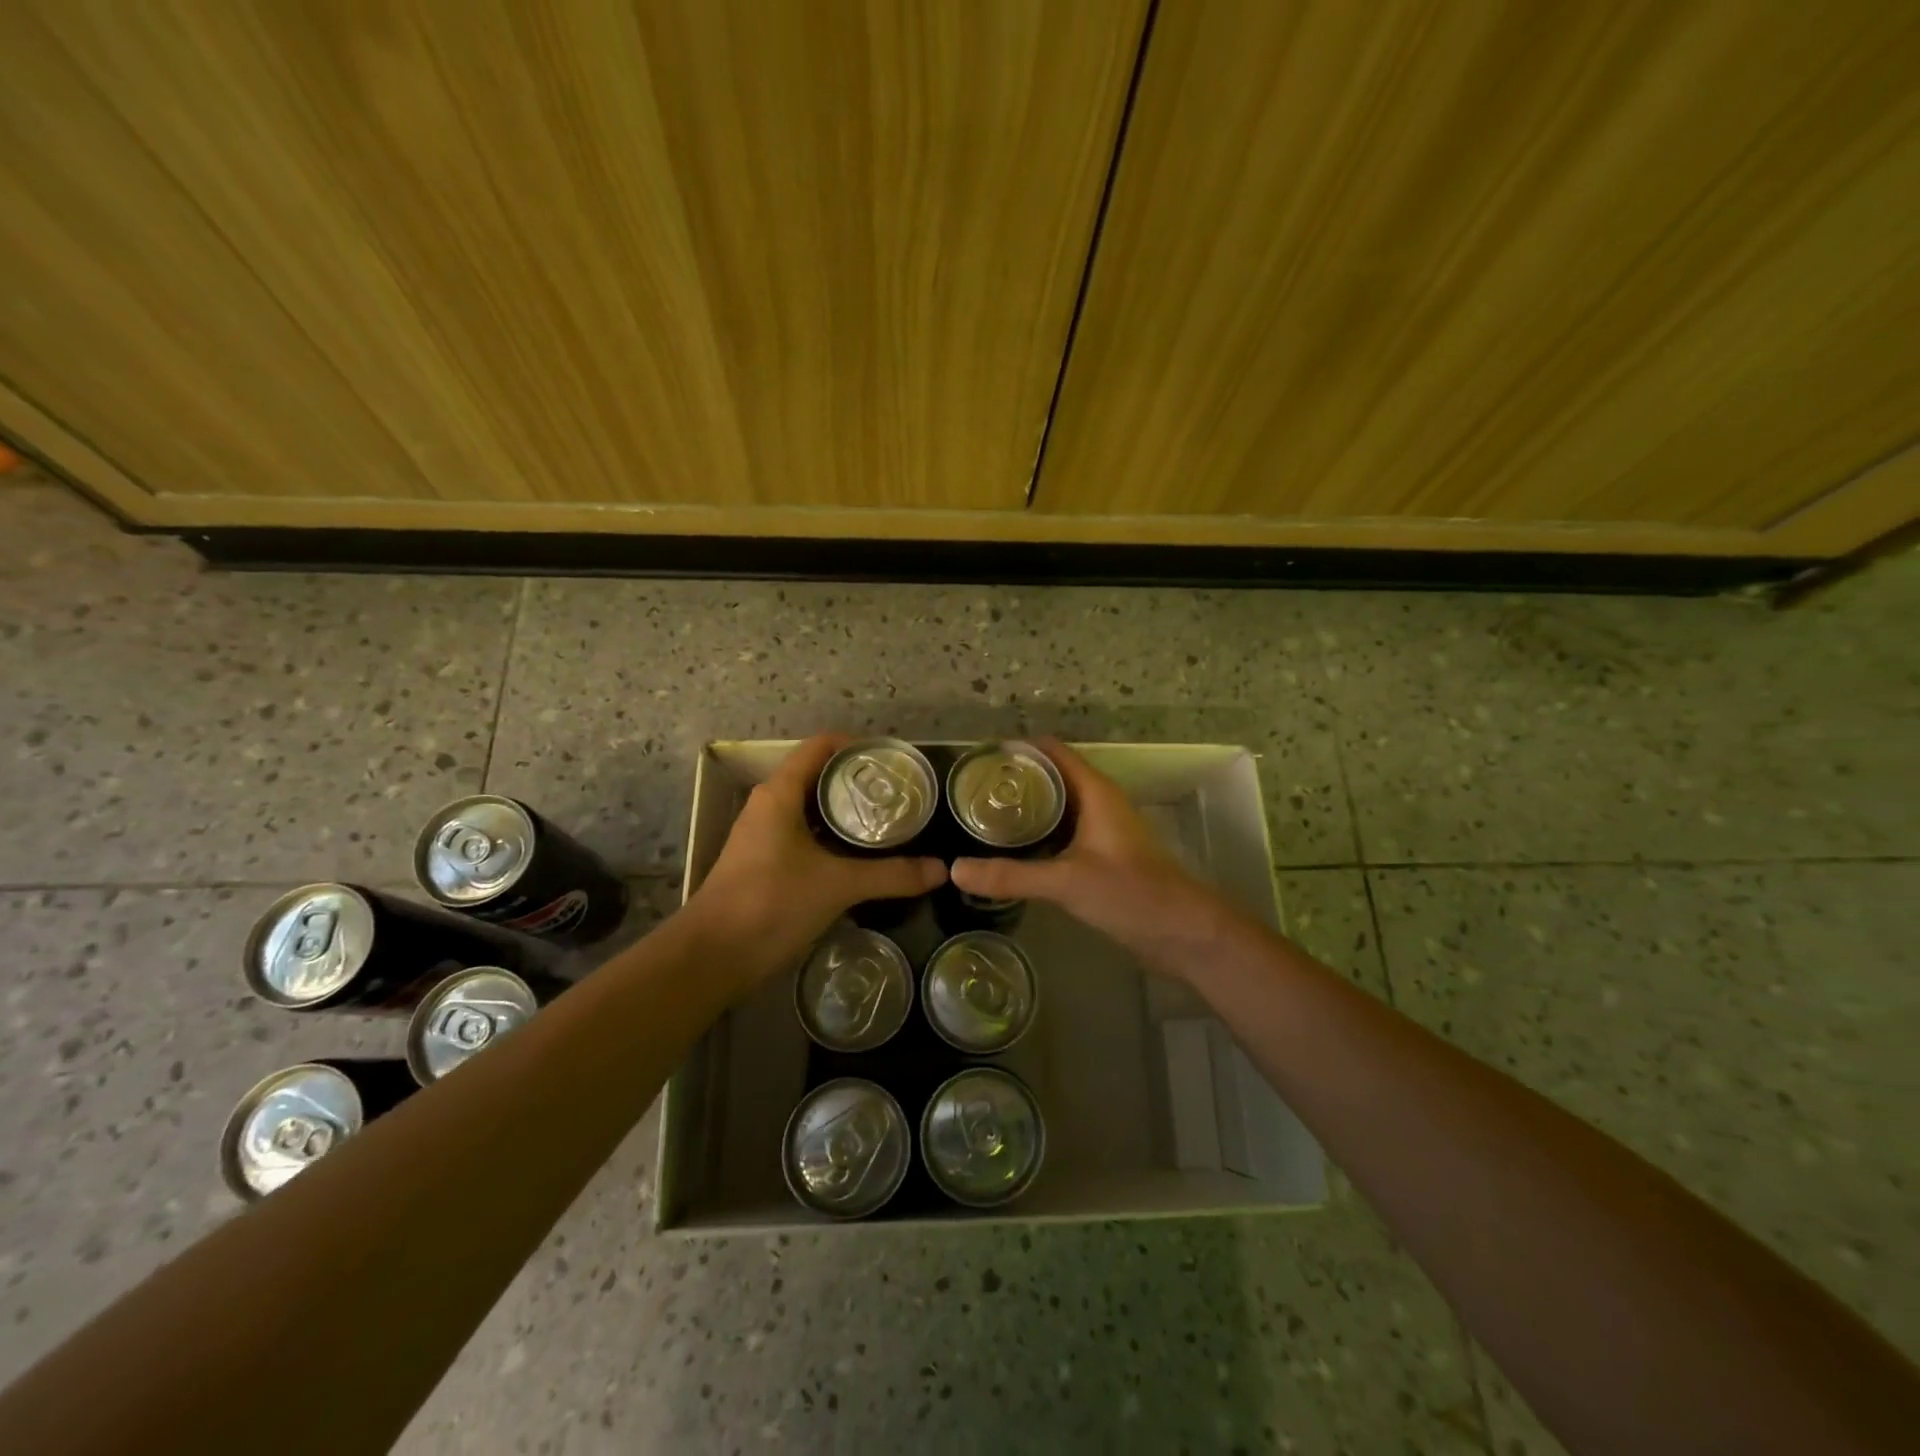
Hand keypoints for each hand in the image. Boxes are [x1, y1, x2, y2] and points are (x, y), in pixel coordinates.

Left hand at [687, 735, 945, 983]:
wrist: (713, 957)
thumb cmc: (771, 903)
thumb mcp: (838, 885)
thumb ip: (892, 875)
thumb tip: (942, 869)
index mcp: (781, 793)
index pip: (822, 746)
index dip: (859, 745)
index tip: (895, 762)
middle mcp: (771, 804)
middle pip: (820, 775)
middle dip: (860, 781)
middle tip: (903, 794)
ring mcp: (766, 834)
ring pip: (813, 808)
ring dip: (848, 811)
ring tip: (891, 821)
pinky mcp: (767, 862)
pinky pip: (807, 835)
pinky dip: (835, 837)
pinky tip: (863, 855)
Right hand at [949, 739, 1222, 968]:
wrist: (1183, 933)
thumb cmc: (1131, 893)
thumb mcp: (1066, 881)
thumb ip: (1011, 875)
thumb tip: (954, 870)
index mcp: (1095, 792)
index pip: (1053, 752)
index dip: (1018, 749)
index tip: (978, 759)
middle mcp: (1098, 803)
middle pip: (1052, 777)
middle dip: (1014, 781)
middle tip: (969, 791)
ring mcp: (1101, 831)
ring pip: (1057, 808)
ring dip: (1025, 810)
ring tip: (981, 817)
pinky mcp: (1101, 858)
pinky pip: (1062, 835)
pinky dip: (1037, 836)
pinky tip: (1011, 851)